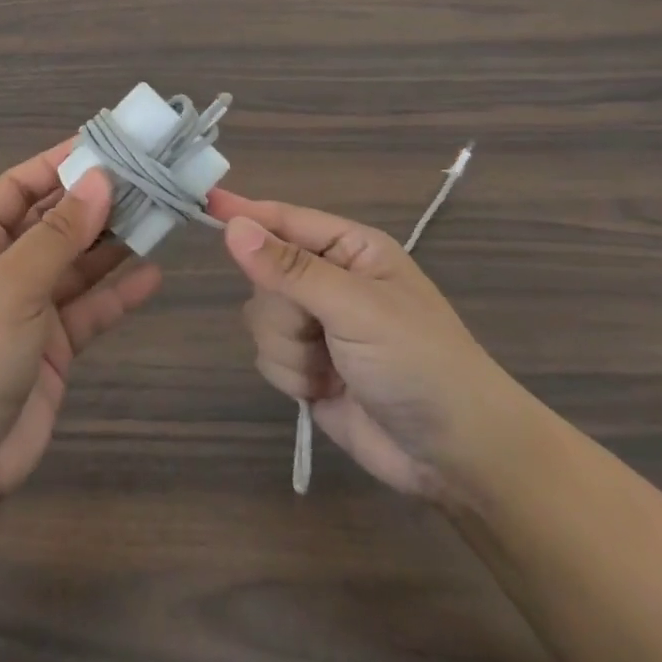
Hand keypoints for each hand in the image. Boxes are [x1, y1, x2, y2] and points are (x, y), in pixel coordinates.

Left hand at [0, 144, 162, 506]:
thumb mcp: (10, 284)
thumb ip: (59, 234)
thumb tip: (100, 179)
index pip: (21, 185)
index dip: (61, 162)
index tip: (110, 145)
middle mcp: (2, 266)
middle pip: (55, 221)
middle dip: (96, 201)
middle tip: (151, 179)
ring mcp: (28, 307)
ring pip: (77, 263)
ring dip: (113, 242)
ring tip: (160, 216)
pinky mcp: (52, 347)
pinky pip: (90, 308)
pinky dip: (118, 292)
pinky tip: (153, 275)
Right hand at [207, 190, 535, 509]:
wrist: (458, 458)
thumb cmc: (420, 364)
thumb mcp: (357, 308)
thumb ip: (289, 268)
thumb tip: (233, 227)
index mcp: (350, 249)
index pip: (284, 219)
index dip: (244, 213)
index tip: (203, 203)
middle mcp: (329, 280)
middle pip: (262, 273)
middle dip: (282, 308)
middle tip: (318, 329)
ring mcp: (316, 325)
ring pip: (258, 317)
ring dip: (288, 348)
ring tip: (332, 368)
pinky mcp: (307, 366)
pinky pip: (266, 354)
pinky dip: (291, 374)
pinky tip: (325, 389)